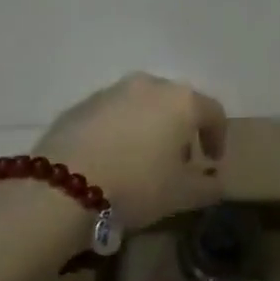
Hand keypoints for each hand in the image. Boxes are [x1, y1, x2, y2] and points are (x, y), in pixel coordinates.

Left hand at [36, 74, 226, 230]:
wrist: (61, 188)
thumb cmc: (136, 186)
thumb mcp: (181, 195)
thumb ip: (207, 187)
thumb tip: (217, 184)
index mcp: (181, 101)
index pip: (212, 112)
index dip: (218, 136)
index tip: (213, 161)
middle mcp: (148, 85)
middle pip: (176, 104)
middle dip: (182, 130)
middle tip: (179, 160)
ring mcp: (111, 91)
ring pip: (142, 105)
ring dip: (150, 127)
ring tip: (143, 160)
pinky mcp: (80, 105)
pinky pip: (112, 114)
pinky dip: (120, 130)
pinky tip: (112, 159)